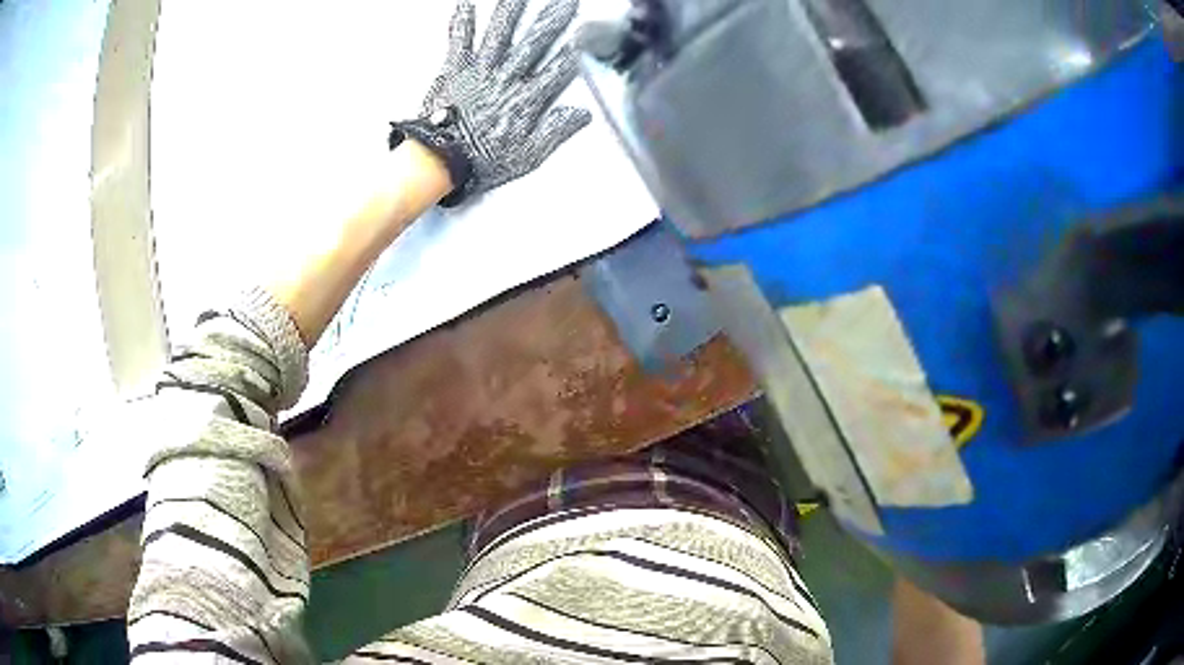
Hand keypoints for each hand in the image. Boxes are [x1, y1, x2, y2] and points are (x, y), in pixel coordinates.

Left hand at [391, 0, 591, 205]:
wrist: (438, 160)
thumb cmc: (479, 161)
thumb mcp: (527, 156)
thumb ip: (556, 132)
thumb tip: (581, 115)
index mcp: (526, 100)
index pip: (558, 70)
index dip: (575, 52)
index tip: (588, 35)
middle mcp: (505, 79)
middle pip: (534, 43)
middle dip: (552, 20)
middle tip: (565, 1)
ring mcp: (479, 71)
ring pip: (500, 33)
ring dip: (512, 11)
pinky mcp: (454, 70)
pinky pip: (460, 41)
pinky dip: (463, 22)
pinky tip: (466, 5)